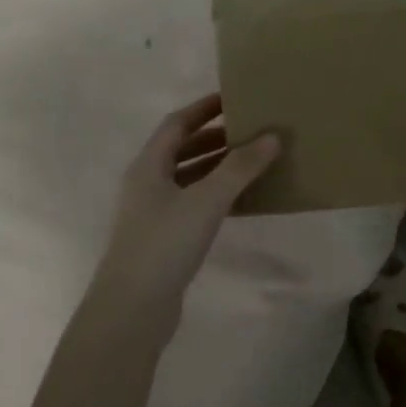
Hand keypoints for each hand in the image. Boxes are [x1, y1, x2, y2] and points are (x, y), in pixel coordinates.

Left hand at [93, 93, 279, 315]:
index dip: (204, 108)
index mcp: (148, 166)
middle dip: (214, 137)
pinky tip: (241, 200)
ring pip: (188, 178)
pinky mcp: (163, 238)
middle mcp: (146, 184)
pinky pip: (193, 204)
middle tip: (250, 129)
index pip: (177, 124)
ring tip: (252, 160)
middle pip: (181, 149)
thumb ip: (240, 167)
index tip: (234, 98)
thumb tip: (272, 136)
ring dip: (217, 166)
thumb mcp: (206, 200)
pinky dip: (216, 195)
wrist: (133, 308)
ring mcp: (153, 213)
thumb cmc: (165, 244)